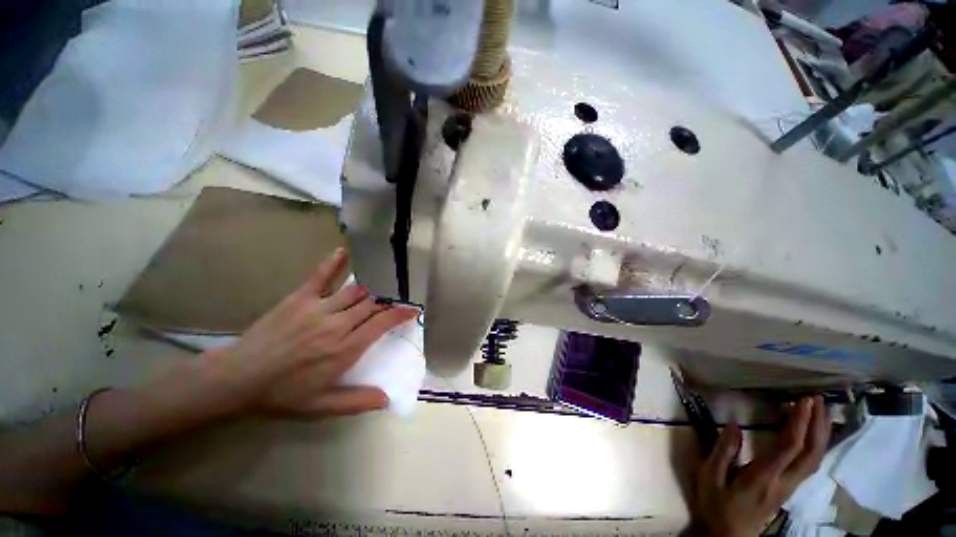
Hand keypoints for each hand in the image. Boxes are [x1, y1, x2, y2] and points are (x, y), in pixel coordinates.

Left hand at [204, 248, 418, 418]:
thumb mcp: (321, 406)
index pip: (382, 323)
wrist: (237, 379)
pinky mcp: (299, 298)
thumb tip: (387, 399)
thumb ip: (356, 402)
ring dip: (368, 291)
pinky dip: (333, 263)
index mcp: (345, 349)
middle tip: (391, 303)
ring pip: (355, 291)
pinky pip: (320, 276)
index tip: (411, 310)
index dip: (400, 314)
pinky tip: (342, 252)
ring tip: (373, 292)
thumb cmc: (282, 394)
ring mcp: (318, 308)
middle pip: (371, 305)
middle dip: (385, 303)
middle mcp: (337, 324)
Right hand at [693, 396, 830, 536]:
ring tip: (821, 412)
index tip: (803, 401)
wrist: (730, 535)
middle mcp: (784, 481)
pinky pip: (810, 464)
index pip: (789, 447)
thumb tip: (734, 424)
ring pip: (815, 460)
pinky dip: (816, 446)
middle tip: (818, 401)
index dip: (799, 423)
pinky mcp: (789, 488)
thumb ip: (722, 451)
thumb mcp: (709, 477)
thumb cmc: (716, 505)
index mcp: (763, 477)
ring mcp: (790, 486)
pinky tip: (815, 435)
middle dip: (818, 426)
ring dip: (821, 435)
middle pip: (811, 454)